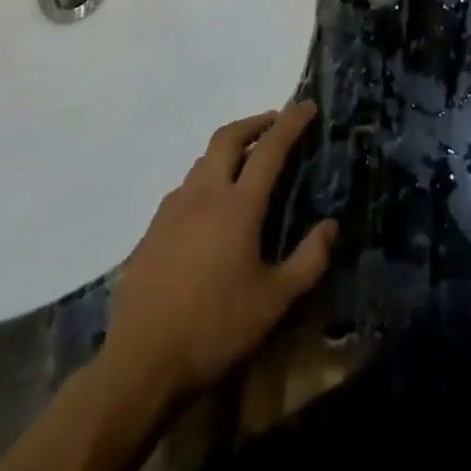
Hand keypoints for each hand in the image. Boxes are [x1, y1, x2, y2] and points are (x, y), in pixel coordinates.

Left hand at [103, 102, 337, 406]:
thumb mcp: (274, 303)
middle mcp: (204, 194)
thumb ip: (308, 261)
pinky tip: (207, 209)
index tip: (308, 105)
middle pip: (229, 137)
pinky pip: (183, 189)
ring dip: (227, 150)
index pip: (270, 148)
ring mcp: (173, 209)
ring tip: (243, 164)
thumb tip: (330, 225)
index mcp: (238, 205)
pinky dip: (203, 181)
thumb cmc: (214, 329)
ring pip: (202, 160)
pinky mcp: (152, 231)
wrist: (139, 364)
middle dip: (254, 122)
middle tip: (274, 123)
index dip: (291, 123)